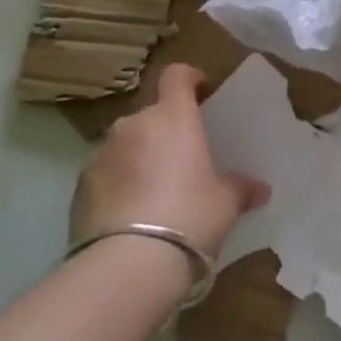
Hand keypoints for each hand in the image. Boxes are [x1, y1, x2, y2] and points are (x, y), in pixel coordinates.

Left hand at [70, 64, 269, 261]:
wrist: (127, 265)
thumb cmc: (189, 218)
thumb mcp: (224, 205)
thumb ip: (240, 189)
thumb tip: (261, 189)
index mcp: (172, 117)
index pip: (177, 75)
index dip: (190, 78)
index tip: (202, 91)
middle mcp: (134, 124)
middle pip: (152, 114)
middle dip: (166, 130)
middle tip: (183, 159)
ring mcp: (102, 153)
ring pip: (127, 144)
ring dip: (140, 157)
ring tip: (154, 193)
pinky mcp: (80, 184)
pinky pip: (106, 173)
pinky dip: (118, 184)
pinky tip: (129, 216)